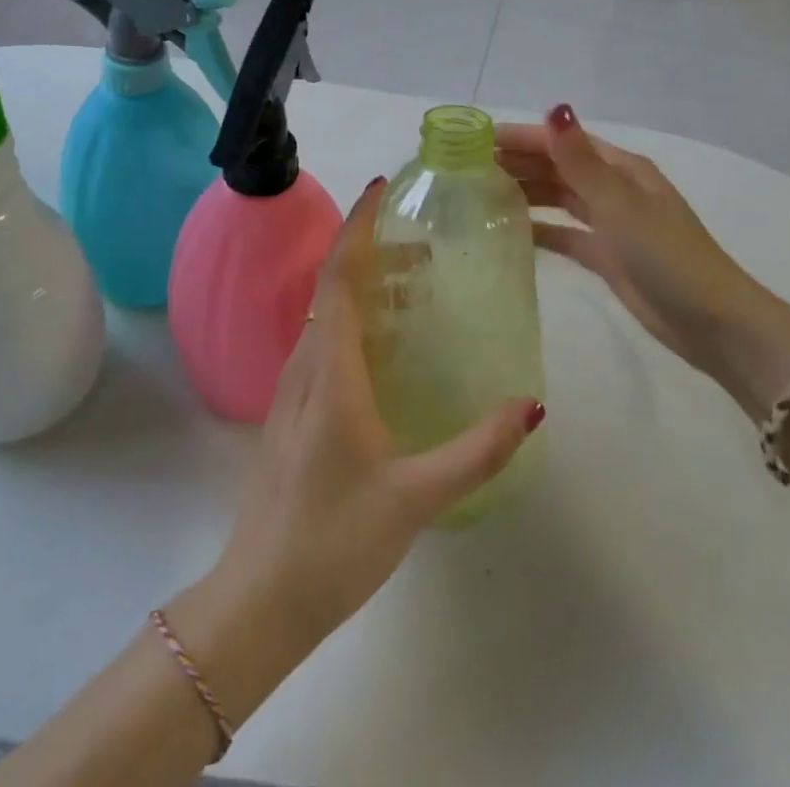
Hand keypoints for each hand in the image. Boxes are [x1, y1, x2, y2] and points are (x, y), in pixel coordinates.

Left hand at [205, 179, 544, 660]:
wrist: (258, 600)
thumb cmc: (334, 541)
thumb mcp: (417, 497)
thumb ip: (477, 451)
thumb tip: (532, 405)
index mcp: (331, 373)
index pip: (340, 278)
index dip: (358, 228)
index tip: (380, 189)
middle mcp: (305, 367)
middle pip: (334, 287)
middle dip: (373, 251)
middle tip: (423, 242)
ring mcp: (292, 390)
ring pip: (326, 314)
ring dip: (363, 284)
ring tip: (415, 283)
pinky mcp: (291, 412)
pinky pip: (323, 342)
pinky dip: (353, 318)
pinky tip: (385, 343)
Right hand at [496, 106, 789, 414]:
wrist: (712, 323)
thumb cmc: (668, 256)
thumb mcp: (622, 205)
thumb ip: (581, 162)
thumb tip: (554, 109)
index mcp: (621, 168)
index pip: (562, 142)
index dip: (521, 137)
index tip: (477, 140)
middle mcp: (613, 189)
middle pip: (558, 167)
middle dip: (518, 163)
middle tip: (466, 169)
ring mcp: (610, 224)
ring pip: (558, 198)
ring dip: (525, 192)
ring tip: (479, 195)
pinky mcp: (606, 257)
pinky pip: (564, 234)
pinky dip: (539, 229)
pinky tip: (508, 231)